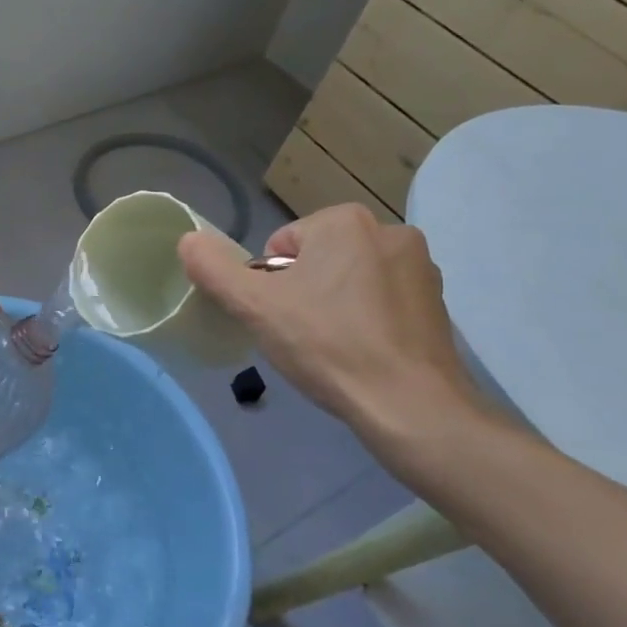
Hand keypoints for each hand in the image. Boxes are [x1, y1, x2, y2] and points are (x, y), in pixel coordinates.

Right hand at [178, 204, 478, 429]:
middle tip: (302, 335)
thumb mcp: (254, 307)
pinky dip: (367, 320)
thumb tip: (188, 239)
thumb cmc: (328, 345)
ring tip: (333, 348)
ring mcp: (420, 266)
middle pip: (316, 260)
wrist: (410, 406)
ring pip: (348, 279)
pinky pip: (382, 301)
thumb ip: (214, 269)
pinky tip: (363, 354)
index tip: (281, 318)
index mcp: (344, 220)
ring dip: (334, 304)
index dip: (269, 284)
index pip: (280, 246)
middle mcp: (389, 230)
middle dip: (303, 291)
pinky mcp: (438, 302)